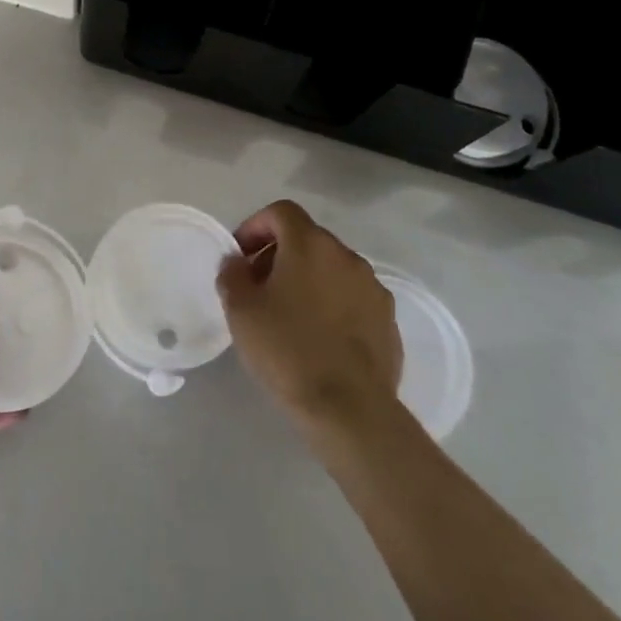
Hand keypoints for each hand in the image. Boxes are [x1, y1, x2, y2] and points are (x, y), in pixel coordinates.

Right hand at [217, 201, 403, 434]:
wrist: (350, 408)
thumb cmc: (287, 349)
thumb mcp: (241, 310)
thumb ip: (232, 274)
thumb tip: (237, 262)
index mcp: (310, 245)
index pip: (281, 212)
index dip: (255, 226)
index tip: (240, 256)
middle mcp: (347, 256)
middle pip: (307, 239)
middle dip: (279, 254)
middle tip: (258, 287)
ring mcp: (373, 288)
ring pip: (332, 268)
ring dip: (307, 279)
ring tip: (288, 315)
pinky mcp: (388, 320)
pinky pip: (352, 297)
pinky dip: (331, 304)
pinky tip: (318, 338)